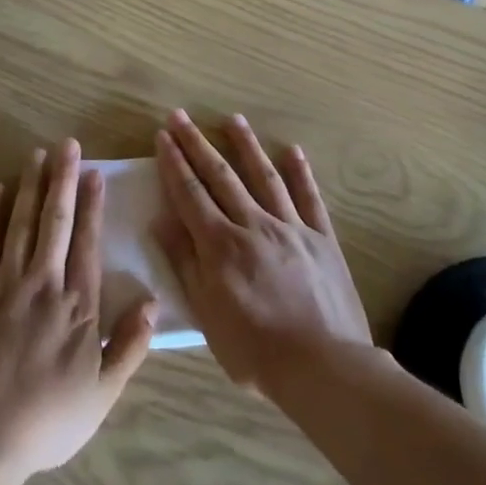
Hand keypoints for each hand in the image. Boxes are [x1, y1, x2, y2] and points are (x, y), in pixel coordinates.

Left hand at [0, 140, 156, 479]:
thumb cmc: (47, 420)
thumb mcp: (102, 394)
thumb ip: (129, 346)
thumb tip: (152, 303)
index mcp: (78, 306)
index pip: (88, 244)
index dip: (93, 206)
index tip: (96, 174)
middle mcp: (44, 284)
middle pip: (55, 222)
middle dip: (63, 180)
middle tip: (67, 144)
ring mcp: (5, 284)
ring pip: (21, 224)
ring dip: (30, 186)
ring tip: (37, 154)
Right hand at [154, 111, 370, 391]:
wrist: (324, 368)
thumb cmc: (255, 350)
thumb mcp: (207, 313)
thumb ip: (186, 263)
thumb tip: (161, 221)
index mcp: (220, 245)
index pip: (190, 193)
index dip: (174, 163)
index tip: (162, 135)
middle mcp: (253, 225)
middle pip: (220, 176)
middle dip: (197, 144)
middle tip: (181, 116)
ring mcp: (291, 228)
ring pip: (264, 177)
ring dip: (245, 146)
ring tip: (232, 119)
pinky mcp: (322, 239)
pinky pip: (309, 198)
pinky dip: (300, 173)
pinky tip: (292, 151)